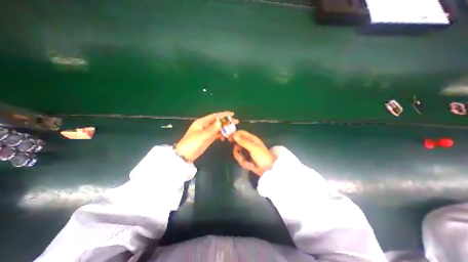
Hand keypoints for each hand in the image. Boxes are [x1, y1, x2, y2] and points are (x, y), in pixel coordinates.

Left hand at [175, 110, 237, 161]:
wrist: (185, 155)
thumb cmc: (192, 143)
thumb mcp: (202, 136)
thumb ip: (212, 129)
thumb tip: (221, 121)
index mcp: (202, 122)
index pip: (215, 116)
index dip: (224, 115)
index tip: (232, 114)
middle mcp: (205, 125)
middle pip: (218, 121)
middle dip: (226, 121)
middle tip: (236, 122)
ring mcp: (207, 132)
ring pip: (218, 128)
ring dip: (225, 128)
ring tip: (233, 130)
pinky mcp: (208, 137)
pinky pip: (217, 134)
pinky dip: (222, 134)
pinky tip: (226, 137)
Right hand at [232, 130, 274, 176]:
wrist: (268, 169)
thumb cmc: (262, 156)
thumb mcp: (253, 148)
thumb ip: (244, 142)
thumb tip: (234, 135)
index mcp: (251, 139)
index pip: (241, 133)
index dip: (235, 135)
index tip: (230, 140)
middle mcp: (248, 144)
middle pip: (237, 143)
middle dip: (237, 151)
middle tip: (239, 155)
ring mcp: (246, 151)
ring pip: (237, 152)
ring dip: (241, 159)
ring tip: (248, 163)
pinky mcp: (246, 158)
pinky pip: (240, 159)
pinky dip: (244, 163)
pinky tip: (250, 166)